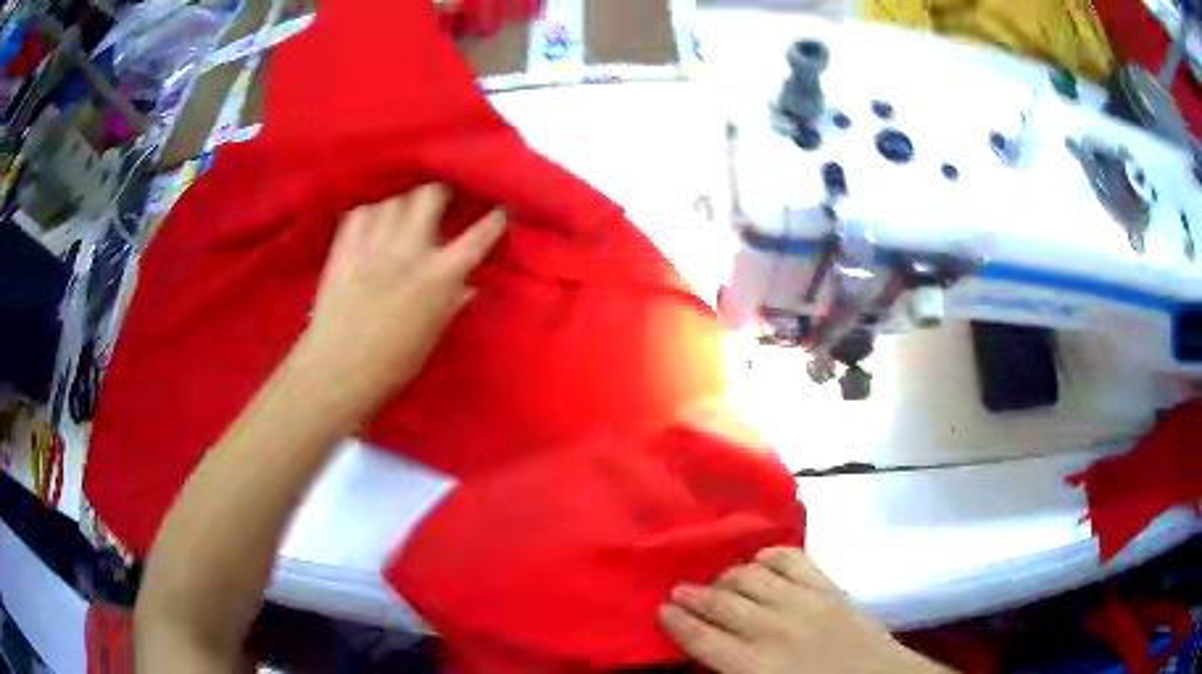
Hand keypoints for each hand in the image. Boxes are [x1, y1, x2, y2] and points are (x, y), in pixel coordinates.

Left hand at [296, 183, 504, 415]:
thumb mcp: (432, 336)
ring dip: (403, 203)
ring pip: (394, 200)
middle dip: (440, 192)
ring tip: (402, 215)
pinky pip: (360, 212)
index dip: (494, 219)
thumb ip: (452, 303)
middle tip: (441, 201)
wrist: (338, 370)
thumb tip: (470, 285)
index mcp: (439, 277)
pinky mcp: (343, 248)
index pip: (477, 238)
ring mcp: (372, 245)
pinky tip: (371, 224)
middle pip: (430, 196)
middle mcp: (408, 250)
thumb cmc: (393, 363)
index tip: (501, 209)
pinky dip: (370, 213)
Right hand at [660, 547, 948, 673]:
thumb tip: (706, 654)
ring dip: (728, 576)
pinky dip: (771, 556)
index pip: (702, 637)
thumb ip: (732, 671)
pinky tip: (760, 561)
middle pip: (721, 603)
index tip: (661, 608)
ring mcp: (804, 602)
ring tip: (718, 580)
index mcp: (753, 665)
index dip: (676, 621)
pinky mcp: (829, 587)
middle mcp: (772, 628)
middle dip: (693, 595)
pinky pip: (792, 560)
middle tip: (678, 590)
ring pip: (751, 576)